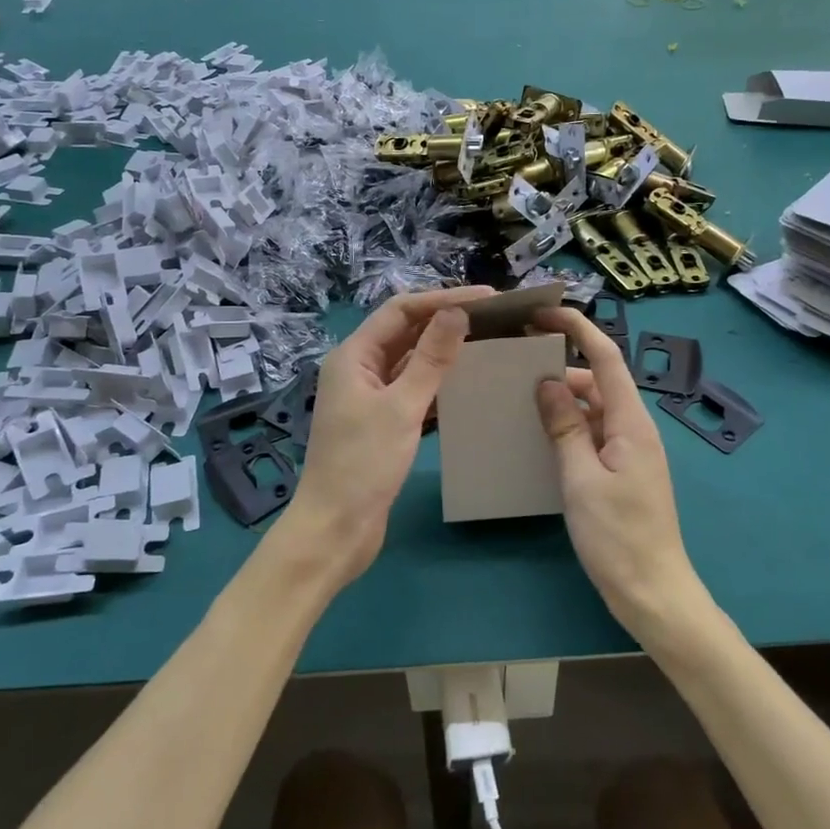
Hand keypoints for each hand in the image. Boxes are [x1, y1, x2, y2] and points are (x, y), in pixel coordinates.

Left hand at [273, 285, 493, 590]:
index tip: (487, 297)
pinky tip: (468, 385)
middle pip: (405, 332)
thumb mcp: (401, 407)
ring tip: (487, 344)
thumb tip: (457, 313)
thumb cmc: (363, 465)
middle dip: (446, 322)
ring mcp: (369, 397)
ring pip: (410, 362)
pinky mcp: (381, 423)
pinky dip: (438, 384)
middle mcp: (359, 369)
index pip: (401, 310)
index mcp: (354, 356)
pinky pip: (413, 390)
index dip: (443, 299)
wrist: (335, 530)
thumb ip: (431, 359)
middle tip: (493, 319)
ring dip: (444, 352)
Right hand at [534, 307, 709, 644]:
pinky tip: (540, 436)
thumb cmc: (617, 536)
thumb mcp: (581, 479)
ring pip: (594, 409)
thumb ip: (564, 427)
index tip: (542, 313)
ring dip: (562, 400)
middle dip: (561, 367)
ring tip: (519, 399)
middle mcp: (634, 428)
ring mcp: (630, 450)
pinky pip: (593, 434)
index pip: (605, 357)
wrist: (653, 592)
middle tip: (516, 364)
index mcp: (631, 422)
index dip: (577, 328)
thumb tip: (547, 382)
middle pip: (597, 381)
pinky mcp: (623, 471)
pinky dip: (569, 427)